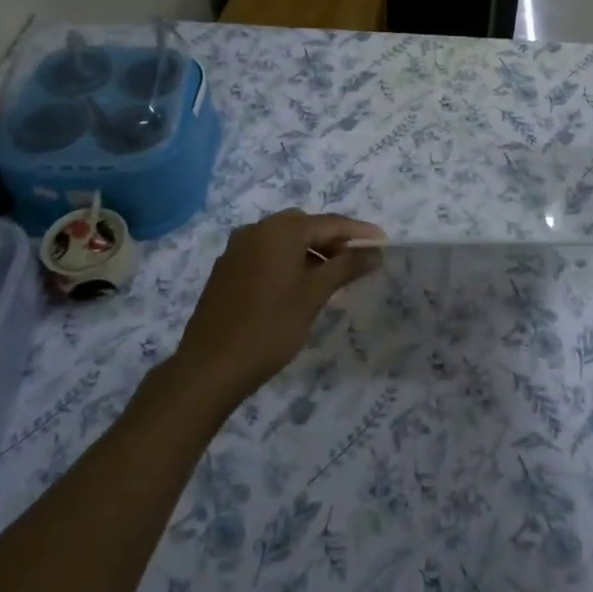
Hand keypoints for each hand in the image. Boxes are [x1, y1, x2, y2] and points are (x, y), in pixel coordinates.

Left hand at [171, 210, 383, 410]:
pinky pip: (265, 253)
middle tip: (357, 260)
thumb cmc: (269, 329)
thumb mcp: (313, 296)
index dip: (359, 232)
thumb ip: (345, 268)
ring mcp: (237, 249)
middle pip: (305, 226)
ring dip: (310, 250)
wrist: (209, 368)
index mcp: (279, 231)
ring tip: (332, 276)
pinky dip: (287, 260)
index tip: (383, 242)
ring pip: (283, 239)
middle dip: (333, 239)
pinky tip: (298, 286)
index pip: (330, 223)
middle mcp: (256, 230)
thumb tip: (374, 252)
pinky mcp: (226, 269)